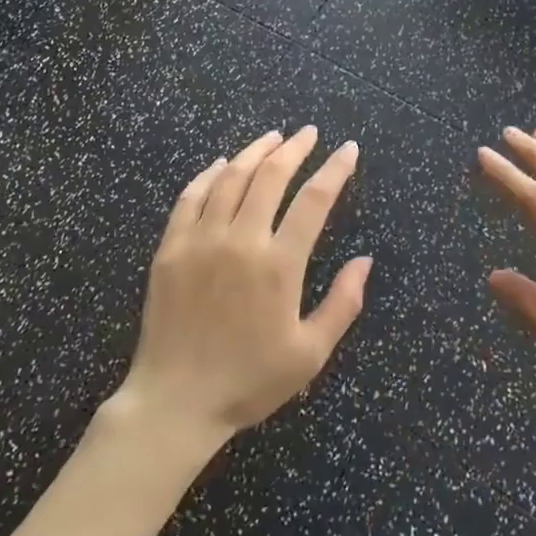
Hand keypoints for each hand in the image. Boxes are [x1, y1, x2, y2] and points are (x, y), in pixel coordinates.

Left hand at [114, 127, 369, 446]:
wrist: (174, 402)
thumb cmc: (248, 382)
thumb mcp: (309, 354)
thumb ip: (342, 304)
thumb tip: (365, 260)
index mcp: (279, 265)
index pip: (314, 201)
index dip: (335, 170)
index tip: (348, 149)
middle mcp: (241, 241)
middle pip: (270, 177)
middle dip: (294, 149)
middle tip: (309, 133)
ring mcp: (201, 240)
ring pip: (230, 178)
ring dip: (254, 152)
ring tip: (272, 137)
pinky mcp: (170, 248)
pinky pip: (191, 197)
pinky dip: (209, 174)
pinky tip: (220, 164)